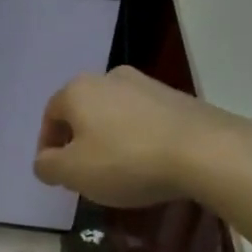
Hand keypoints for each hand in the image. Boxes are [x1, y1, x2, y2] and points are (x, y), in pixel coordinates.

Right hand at [33, 66, 251, 208]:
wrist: (207, 151)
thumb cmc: (127, 160)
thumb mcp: (74, 173)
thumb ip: (48, 166)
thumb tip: (44, 161)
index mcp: (77, 90)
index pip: (50, 116)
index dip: (48, 146)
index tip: (56, 174)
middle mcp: (108, 77)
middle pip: (83, 112)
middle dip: (79, 141)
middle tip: (85, 173)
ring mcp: (146, 84)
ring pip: (114, 114)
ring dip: (110, 139)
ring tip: (120, 171)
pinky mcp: (177, 97)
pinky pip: (144, 119)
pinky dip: (138, 138)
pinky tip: (149, 163)